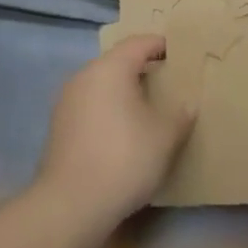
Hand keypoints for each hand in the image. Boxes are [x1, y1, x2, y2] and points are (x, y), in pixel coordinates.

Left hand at [36, 34, 194, 226]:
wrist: (70, 205)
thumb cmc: (124, 159)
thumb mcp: (165, 136)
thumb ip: (181, 115)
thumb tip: (188, 104)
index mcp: (110, 68)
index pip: (139, 43)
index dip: (160, 44)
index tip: (179, 53)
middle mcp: (84, 76)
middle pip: (118, 61)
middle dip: (143, 68)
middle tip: (167, 82)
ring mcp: (66, 101)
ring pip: (102, 84)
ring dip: (124, 90)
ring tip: (147, 108)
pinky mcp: (58, 126)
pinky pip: (90, 104)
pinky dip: (108, 108)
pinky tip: (122, 131)